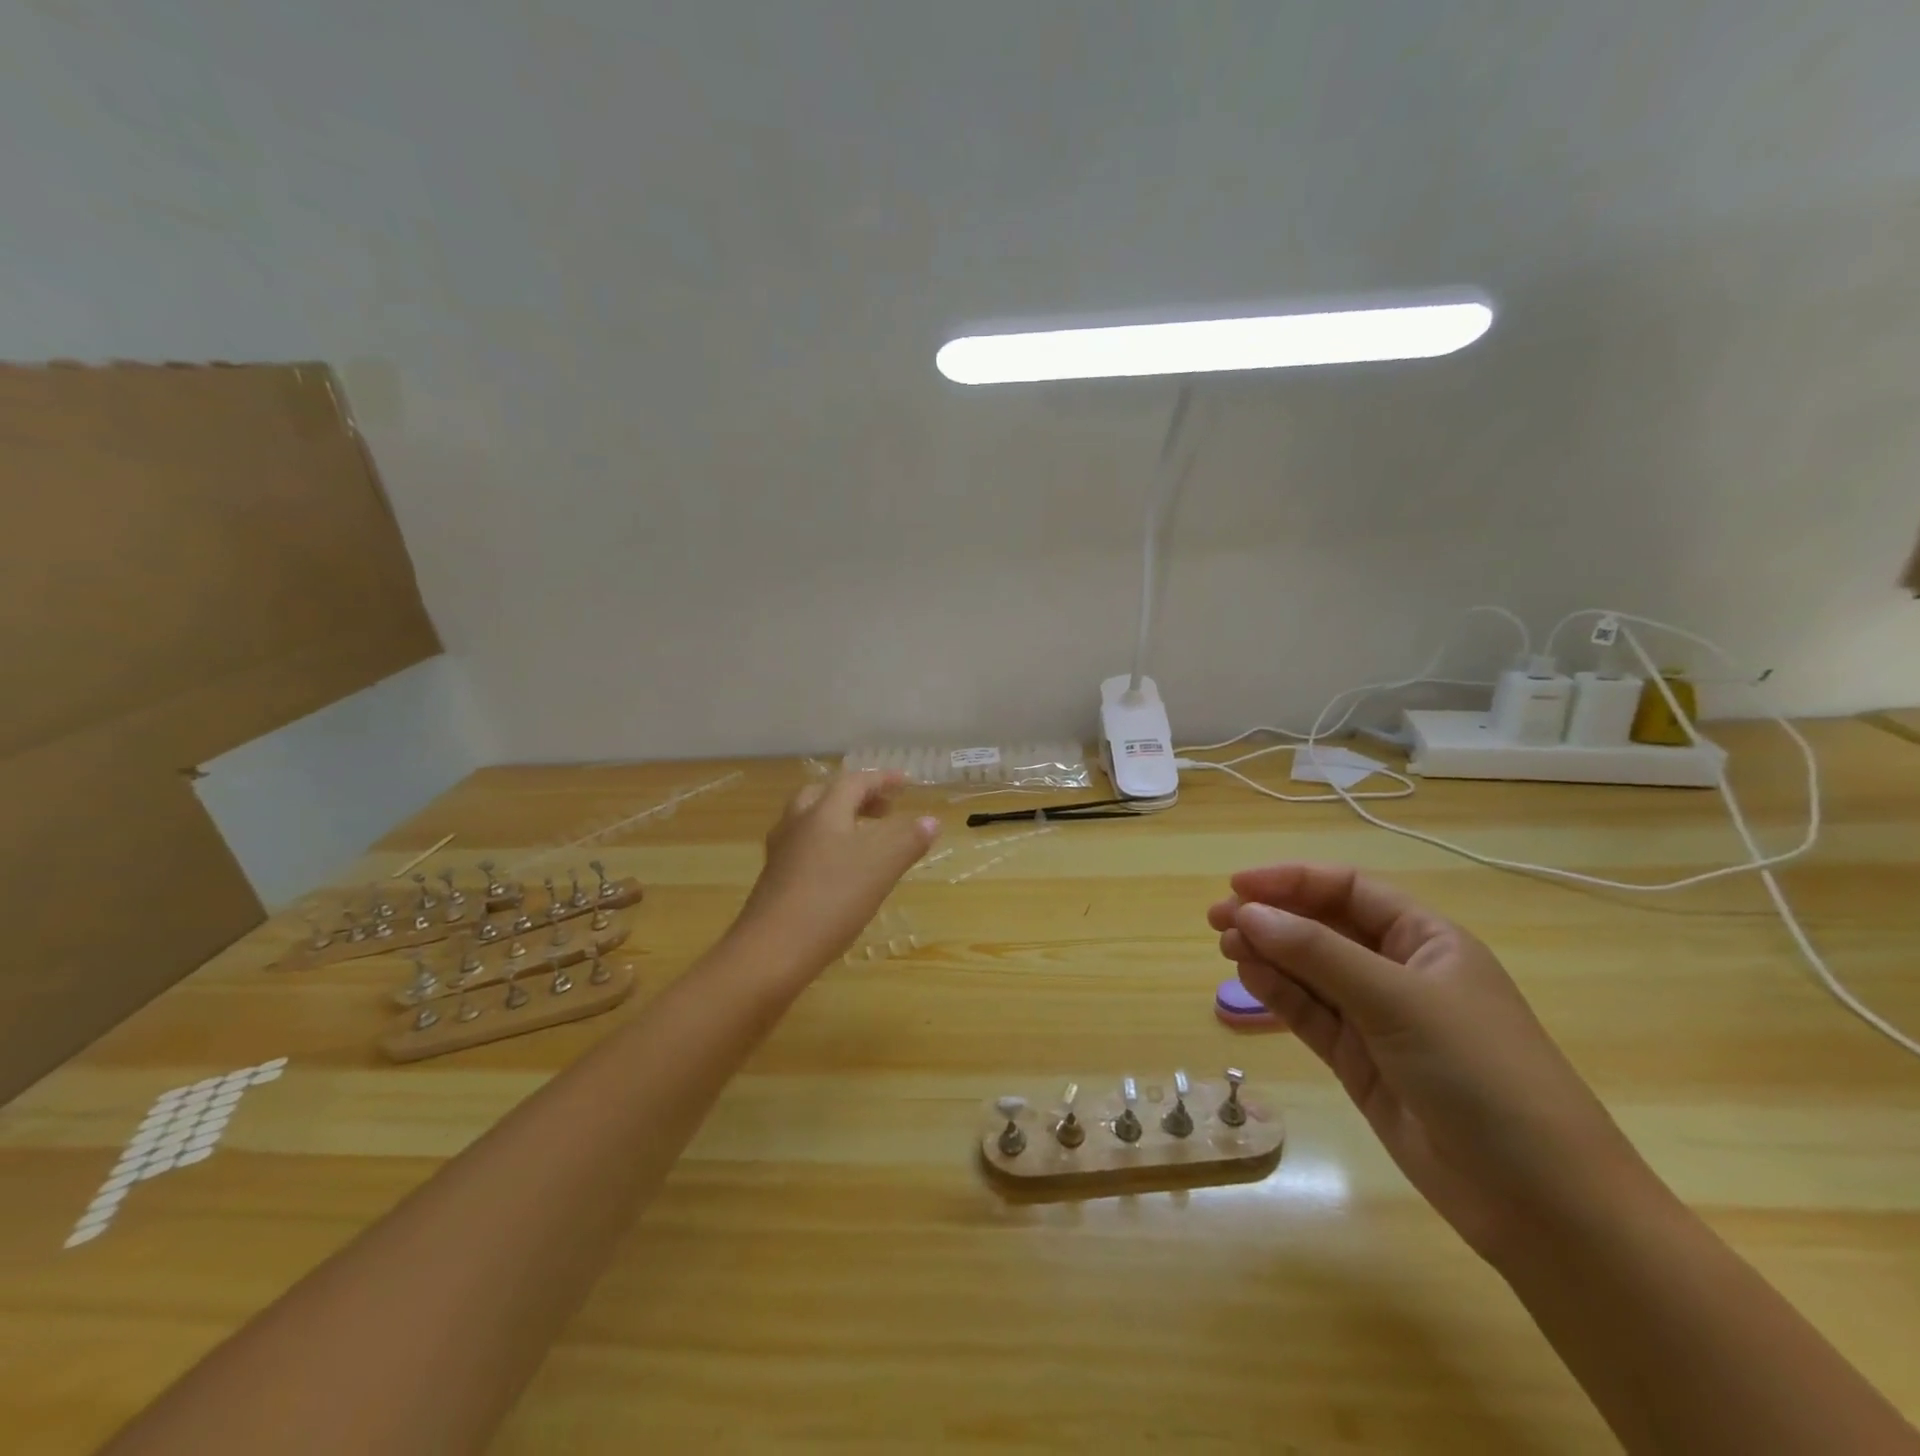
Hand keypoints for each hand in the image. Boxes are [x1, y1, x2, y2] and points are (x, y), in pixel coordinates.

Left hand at [733, 770, 939, 972]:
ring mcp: (781, 853)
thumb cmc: (831, 900)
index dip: (882, 779)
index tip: (906, 783)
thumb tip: (931, 820)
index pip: (854, 782)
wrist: (770, 952)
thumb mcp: (881, 867)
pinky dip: (826, 846)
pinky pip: (803, 848)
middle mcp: (797, 824)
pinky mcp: (774, 881)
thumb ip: (908, 840)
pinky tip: (840, 873)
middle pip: (824, 795)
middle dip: (857, 797)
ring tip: (865, 840)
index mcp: (823, 812)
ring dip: (840, 821)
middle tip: (884, 810)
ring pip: (810, 822)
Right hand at [1210, 864, 1658, 1262]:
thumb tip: (1248, 914)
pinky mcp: (1360, 1061)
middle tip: (1217, 920)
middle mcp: (1399, 971)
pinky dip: (1278, 994)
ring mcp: (1378, 1019)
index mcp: (1426, 940)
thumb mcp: (1399, 1000)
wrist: (1540, 1202)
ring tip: (1226, 948)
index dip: (1292, 881)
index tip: (1239, 887)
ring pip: (1309, 971)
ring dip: (1268, 954)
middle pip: (1323, 927)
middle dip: (1272, 918)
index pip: (1348, 890)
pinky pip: (1310, 1014)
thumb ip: (1318, 953)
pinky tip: (1248, 978)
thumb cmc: (1482, 1074)